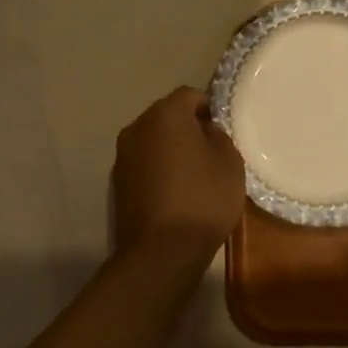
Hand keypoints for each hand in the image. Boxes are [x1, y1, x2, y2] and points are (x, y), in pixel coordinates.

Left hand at [112, 87, 246, 265]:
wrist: (161, 252)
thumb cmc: (202, 199)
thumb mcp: (229, 162)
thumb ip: (218, 136)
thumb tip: (205, 131)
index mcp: (165, 114)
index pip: (190, 95)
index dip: (209, 107)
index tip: (224, 129)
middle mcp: (138, 127)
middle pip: (167, 116)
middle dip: (188, 127)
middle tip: (212, 150)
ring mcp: (123, 156)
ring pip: (154, 140)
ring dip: (171, 149)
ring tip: (195, 173)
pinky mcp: (117, 183)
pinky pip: (145, 164)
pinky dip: (159, 169)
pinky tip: (177, 191)